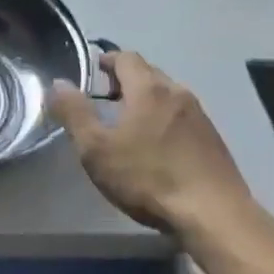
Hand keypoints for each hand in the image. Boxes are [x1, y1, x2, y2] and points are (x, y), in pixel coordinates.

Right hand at [48, 50, 253, 235]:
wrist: (215, 216)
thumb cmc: (149, 178)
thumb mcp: (97, 149)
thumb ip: (74, 113)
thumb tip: (59, 83)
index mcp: (148, 88)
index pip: (126, 57)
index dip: (107, 60)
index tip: (93, 71)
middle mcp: (177, 92)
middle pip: (148, 73)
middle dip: (126, 80)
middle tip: (106, 98)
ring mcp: (200, 116)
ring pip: (168, 95)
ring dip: (147, 100)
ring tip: (130, 123)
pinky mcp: (214, 140)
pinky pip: (183, 116)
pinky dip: (166, 119)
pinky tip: (159, 147)